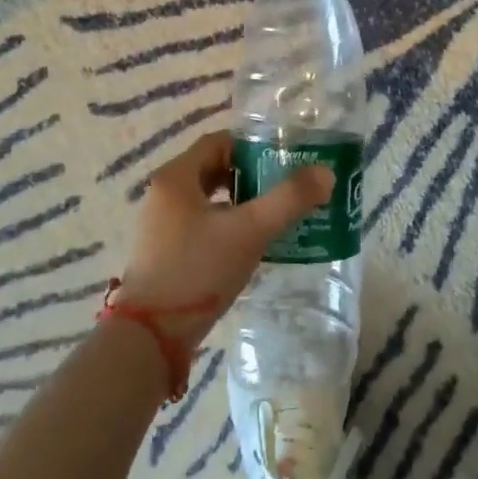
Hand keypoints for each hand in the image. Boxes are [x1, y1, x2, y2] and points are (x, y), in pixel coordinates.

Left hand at [113, 130, 332, 351]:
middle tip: (285, 186)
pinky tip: (251, 244)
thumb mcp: (250, 231)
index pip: (219, 142)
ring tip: (275, 215)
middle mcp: (163, 195)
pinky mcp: (164, 252)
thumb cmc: (198, 270)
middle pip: (214, 169)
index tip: (285, 159)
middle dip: (251, 175)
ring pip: (209, 199)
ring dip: (241, 202)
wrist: (152, 336)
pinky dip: (227, 224)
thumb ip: (289, 199)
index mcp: (176, 177)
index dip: (253, 146)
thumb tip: (325, 172)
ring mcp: (160, 225)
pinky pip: (201, 224)